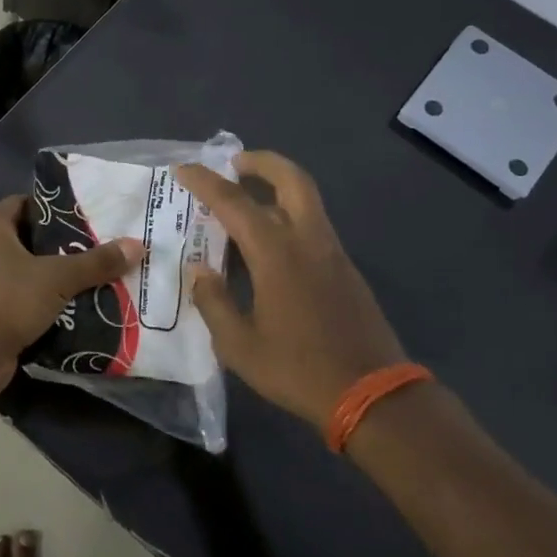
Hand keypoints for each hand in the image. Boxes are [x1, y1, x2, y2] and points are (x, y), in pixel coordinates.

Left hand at [0, 194, 142, 396]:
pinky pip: (26, 298)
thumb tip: (138, 244)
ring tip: (100, 274)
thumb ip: (97, 261)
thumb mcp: (58, 277)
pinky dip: (49, 300)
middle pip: (31, 238)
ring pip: (30, 271)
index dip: (56, 206)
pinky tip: (81, 305)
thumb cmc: (7, 301)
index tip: (90, 214)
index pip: (25, 203)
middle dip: (65, 244)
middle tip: (103, 245)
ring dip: (60, 275)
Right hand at [176, 151, 407, 429]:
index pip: (234, 202)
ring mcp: (332, 253)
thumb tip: (201, 272)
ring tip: (246, 200)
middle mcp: (308, 241)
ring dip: (277, 188)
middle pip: (291, 180)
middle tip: (234, 163)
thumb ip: (215, 303)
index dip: (205, 182)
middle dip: (262, 163)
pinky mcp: (345, 270)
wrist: (372, 394)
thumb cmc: (298, 369)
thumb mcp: (239, 345)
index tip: (183, 169)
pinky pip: (313, 226)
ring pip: (307, 201)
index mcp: (277, 253)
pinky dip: (288, 216)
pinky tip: (268, 244)